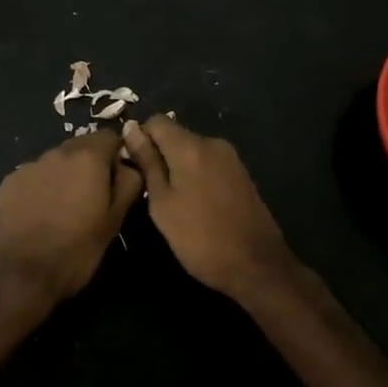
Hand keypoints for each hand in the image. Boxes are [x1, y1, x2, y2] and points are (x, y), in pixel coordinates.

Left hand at [0, 130, 144, 304]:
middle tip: (92, 197)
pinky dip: (41, 186)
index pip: (109, 136)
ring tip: (64, 208)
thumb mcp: (114, 221)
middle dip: (90, 164)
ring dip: (65, 175)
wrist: (19, 274)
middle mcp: (57, 152)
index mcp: (88, 158)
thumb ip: (128, 184)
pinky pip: (34, 175)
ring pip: (56, 161)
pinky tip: (40, 214)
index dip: (116, 155)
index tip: (117, 180)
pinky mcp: (9, 181)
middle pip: (81, 146)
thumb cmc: (76, 250)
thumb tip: (130, 165)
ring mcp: (30, 165)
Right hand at [120, 116, 293, 296]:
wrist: (257, 265)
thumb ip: (147, 163)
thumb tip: (130, 128)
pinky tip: (195, 203)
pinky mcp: (241, 173)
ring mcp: (230, 157)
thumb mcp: (163, 204)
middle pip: (175, 135)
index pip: (156, 121)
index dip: (140, 138)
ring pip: (192, 150)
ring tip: (172, 200)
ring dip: (178, 167)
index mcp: (190, 146)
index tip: (134, 166)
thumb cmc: (200, 238)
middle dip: (159, 154)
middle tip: (150, 190)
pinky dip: (196, 175)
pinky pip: (208, 163)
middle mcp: (212, 142)